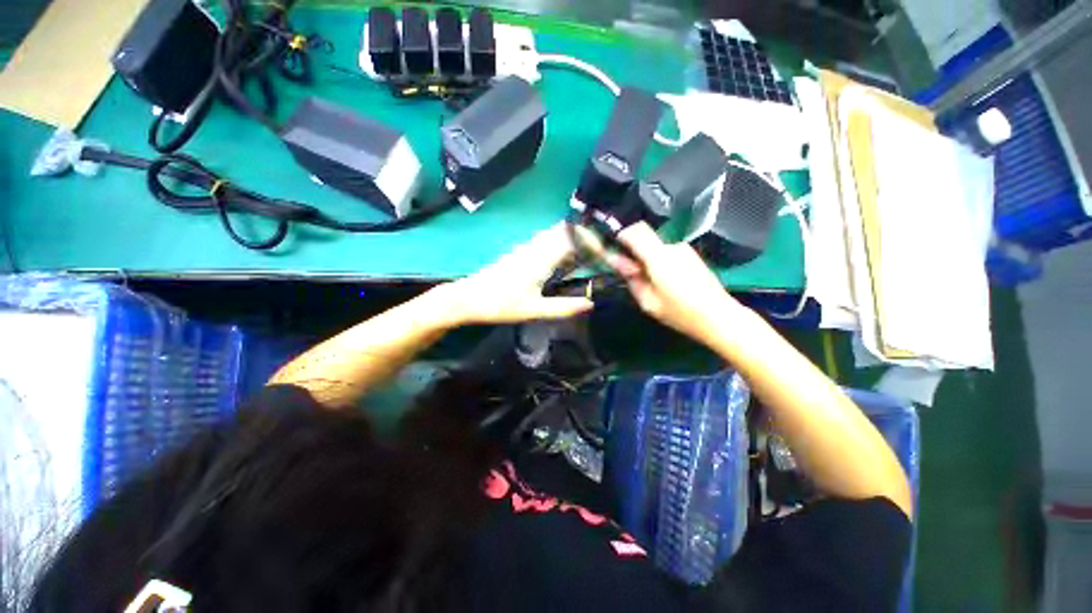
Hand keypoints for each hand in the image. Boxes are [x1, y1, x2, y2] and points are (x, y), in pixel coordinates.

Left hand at [438, 223, 592, 325]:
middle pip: (567, 229)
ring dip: (576, 239)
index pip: (574, 239)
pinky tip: (567, 260)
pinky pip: (548, 239)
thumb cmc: (500, 304)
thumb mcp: (534, 310)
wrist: (468, 298)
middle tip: (602, 254)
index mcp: (541, 258)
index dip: (595, 243)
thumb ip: (564, 307)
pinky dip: (563, 243)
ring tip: (590, 257)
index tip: (609, 255)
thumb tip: (591, 303)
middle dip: (588, 237)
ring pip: (557, 232)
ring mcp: (527, 246)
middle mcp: (536, 246)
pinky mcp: (522, 251)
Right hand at [604, 223, 748, 343]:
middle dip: (634, 252)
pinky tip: (666, 282)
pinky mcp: (692, 255)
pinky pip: (668, 253)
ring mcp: (685, 250)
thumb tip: (620, 263)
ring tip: (651, 283)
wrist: (719, 316)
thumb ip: (631, 279)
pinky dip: (660, 262)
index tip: (616, 250)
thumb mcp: (648, 301)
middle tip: (633, 274)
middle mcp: (672, 247)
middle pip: (646, 239)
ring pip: (656, 247)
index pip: (637, 230)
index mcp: (659, 257)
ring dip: (648, 259)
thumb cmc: (680, 312)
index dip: (622, 236)